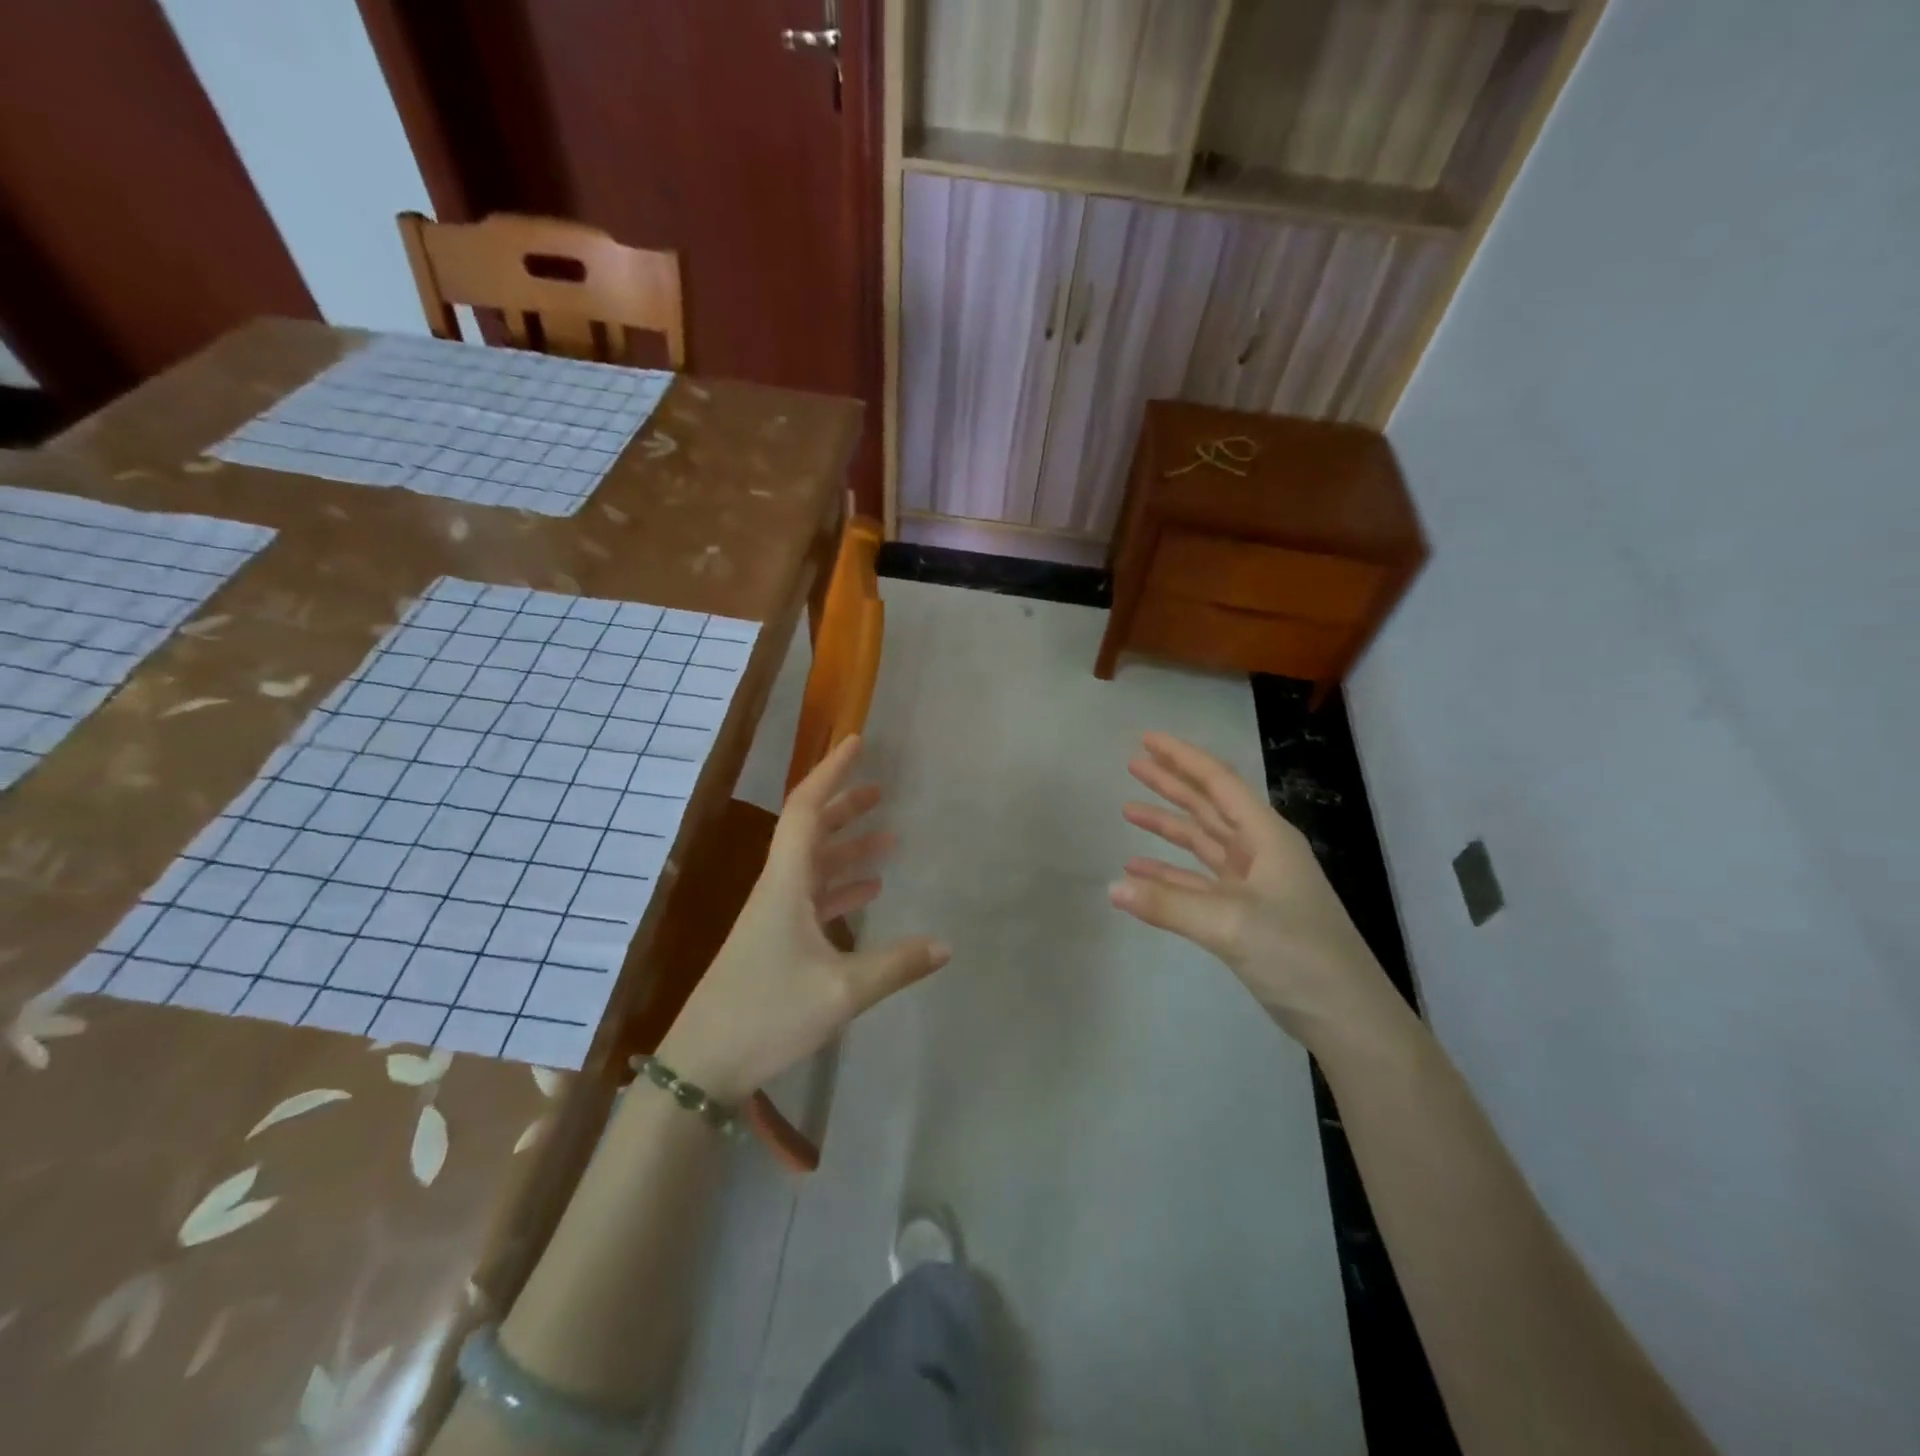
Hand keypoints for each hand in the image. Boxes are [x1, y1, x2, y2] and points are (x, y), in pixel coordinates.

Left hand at [658, 735, 949, 1102]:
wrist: (702, 1065)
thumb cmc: (767, 1014)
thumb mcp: (841, 992)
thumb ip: (896, 965)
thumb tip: (946, 945)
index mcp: (785, 884)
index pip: (807, 809)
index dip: (831, 772)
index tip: (857, 743)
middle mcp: (777, 890)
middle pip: (811, 832)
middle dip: (845, 807)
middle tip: (882, 792)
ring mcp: (774, 917)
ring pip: (815, 866)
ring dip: (848, 849)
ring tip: (889, 839)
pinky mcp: (775, 943)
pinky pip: (813, 899)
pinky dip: (842, 889)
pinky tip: (870, 894)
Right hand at [1109, 733, 1395, 1049]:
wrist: (1346, 1017)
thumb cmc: (1297, 955)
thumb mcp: (1230, 924)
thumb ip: (1169, 904)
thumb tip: (1112, 888)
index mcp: (1266, 838)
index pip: (1218, 783)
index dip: (1181, 758)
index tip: (1145, 740)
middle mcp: (1260, 852)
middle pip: (1208, 806)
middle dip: (1171, 784)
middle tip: (1132, 763)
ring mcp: (1253, 884)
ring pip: (1202, 843)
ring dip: (1167, 827)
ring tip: (1128, 810)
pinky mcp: (1245, 915)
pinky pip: (1198, 883)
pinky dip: (1169, 875)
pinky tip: (1139, 874)